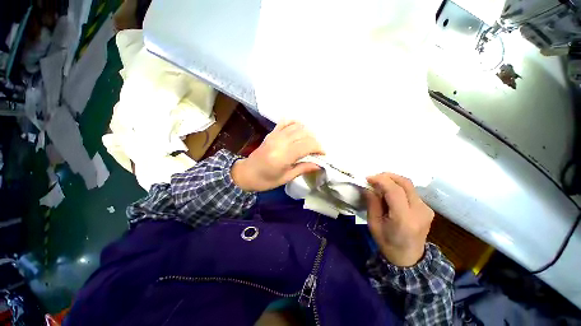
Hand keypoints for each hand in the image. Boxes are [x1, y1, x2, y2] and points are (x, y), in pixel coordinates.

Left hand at [231, 121, 323, 191]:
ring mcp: (275, 135)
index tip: (323, 154)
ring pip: (297, 126)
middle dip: (315, 141)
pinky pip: (286, 122)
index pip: (307, 145)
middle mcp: (280, 142)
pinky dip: (296, 123)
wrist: (246, 173)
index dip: (318, 148)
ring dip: (307, 133)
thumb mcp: (286, 178)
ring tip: (309, 143)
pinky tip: (300, 131)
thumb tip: (319, 165)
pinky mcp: (272, 133)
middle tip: (317, 150)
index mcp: (283, 156)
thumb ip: (303, 168)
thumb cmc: (266, 180)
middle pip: (304, 134)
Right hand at [365, 173, 433, 266]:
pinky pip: (411, 191)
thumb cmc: (387, 243)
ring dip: (392, 181)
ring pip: (409, 185)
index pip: (395, 191)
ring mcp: (426, 209)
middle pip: (405, 183)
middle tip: (374, 178)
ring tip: (380, 185)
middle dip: (387, 176)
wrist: (409, 258)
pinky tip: (390, 193)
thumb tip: (369, 187)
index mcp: (405, 219)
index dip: (381, 180)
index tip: (368, 178)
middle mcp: (420, 211)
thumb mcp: (373, 224)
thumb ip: (372, 203)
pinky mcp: (427, 208)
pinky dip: (398, 187)